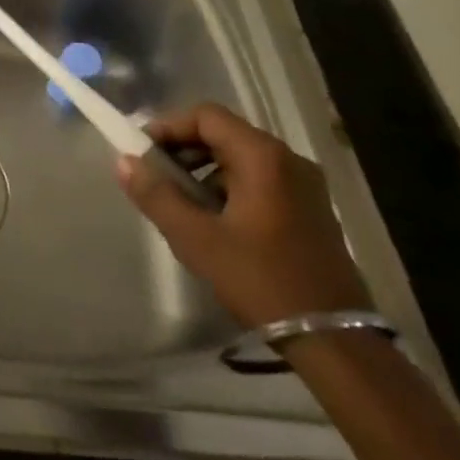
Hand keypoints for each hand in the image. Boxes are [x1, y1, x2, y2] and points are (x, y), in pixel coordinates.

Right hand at [116, 103, 370, 327]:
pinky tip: (214, 222)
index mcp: (264, 157)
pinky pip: (260, 180)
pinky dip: (229, 188)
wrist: (336, 343)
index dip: (168, 127)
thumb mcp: (197, 239)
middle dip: (183, 150)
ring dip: (204, 170)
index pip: (206, 116)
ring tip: (180, 203)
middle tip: (155, 177)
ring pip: (241, 159)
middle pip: (224, 134)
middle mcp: (289, 160)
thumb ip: (156, 195)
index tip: (142, 153)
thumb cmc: (261, 280)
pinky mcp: (311, 210)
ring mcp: (306, 186)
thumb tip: (123, 162)